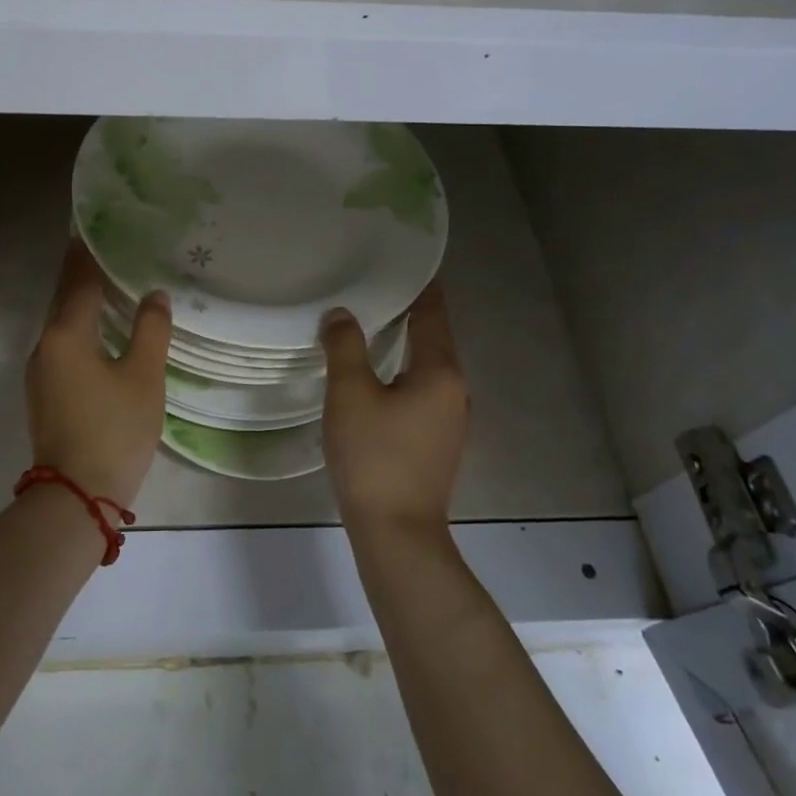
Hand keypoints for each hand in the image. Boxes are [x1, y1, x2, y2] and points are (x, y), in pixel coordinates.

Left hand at [24, 240, 171, 507]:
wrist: (75, 496)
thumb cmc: (114, 429)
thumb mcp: (143, 377)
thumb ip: (150, 330)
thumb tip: (154, 296)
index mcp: (66, 334)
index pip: (78, 280)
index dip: (87, 253)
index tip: (93, 227)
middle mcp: (45, 345)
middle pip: (64, 299)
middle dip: (81, 274)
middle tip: (106, 250)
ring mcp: (40, 372)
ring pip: (61, 324)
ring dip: (80, 303)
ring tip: (107, 285)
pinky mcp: (44, 394)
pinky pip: (61, 346)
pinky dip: (79, 328)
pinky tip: (99, 332)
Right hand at [320, 284, 468, 533]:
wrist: (396, 533)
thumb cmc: (374, 456)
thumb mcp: (350, 395)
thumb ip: (345, 347)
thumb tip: (341, 314)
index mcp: (440, 371)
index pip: (432, 314)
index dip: (420, 286)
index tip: (403, 262)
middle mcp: (455, 390)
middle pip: (432, 339)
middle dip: (407, 313)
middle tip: (373, 289)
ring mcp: (450, 420)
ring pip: (426, 368)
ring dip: (403, 346)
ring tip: (370, 326)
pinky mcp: (437, 442)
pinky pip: (422, 392)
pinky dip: (402, 373)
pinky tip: (376, 377)